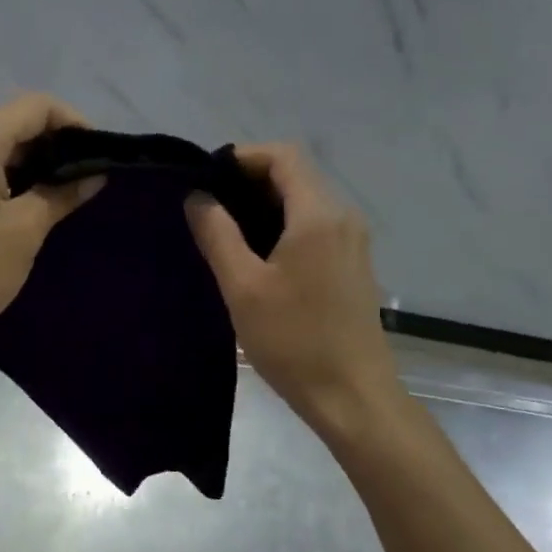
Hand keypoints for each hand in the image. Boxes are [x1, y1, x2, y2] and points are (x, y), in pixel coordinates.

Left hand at [0, 94, 101, 355]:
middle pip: (14, 121)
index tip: (98, 156)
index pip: (35, 106)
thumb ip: (60, 195)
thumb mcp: (23, 233)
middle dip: (55, 144)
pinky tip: (29, 205)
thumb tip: (93, 175)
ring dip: (33, 163)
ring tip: (64, 194)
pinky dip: (10, 177)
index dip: (74, 123)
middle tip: (85, 179)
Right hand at [186, 144, 401, 443]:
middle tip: (209, 207)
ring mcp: (353, 241)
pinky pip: (316, 226)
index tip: (208, 179)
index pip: (283, 155)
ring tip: (226, 232)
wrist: (353, 395)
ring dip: (266, 205)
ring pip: (306, 201)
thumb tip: (197, 197)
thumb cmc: (294, 341)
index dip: (243, 157)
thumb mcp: (243, 287)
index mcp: (318, 215)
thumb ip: (217, 234)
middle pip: (296, 175)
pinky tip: (259, 257)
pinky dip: (285, 226)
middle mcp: (343, 217)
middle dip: (250, 181)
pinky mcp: (353, 264)